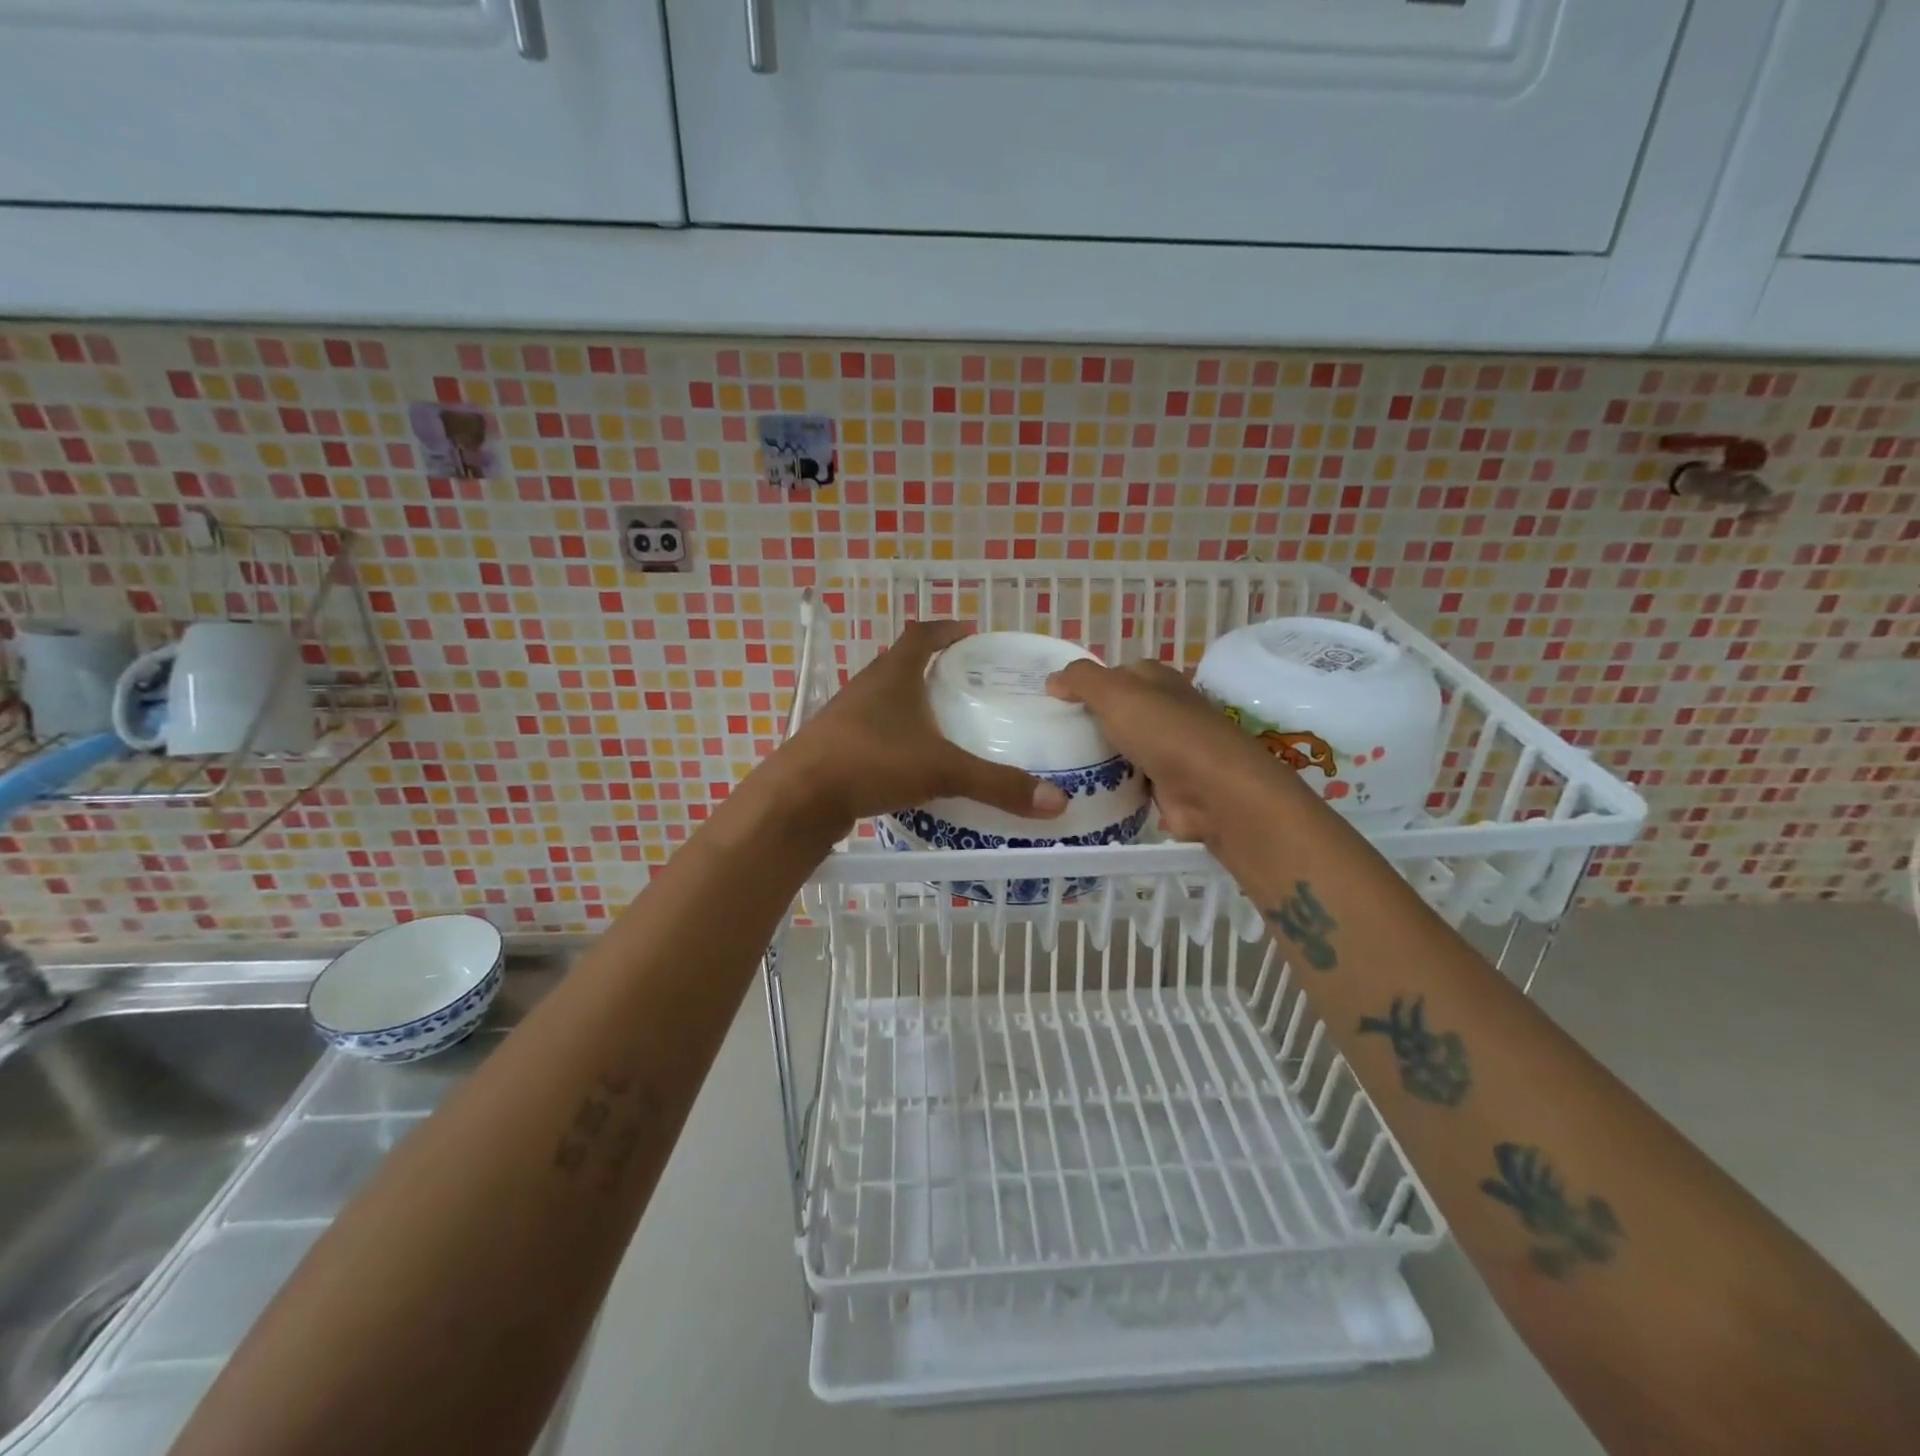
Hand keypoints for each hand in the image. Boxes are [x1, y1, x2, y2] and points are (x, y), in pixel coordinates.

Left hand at [778, 621, 1069, 831]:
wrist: (799, 798)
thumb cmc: (870, 763)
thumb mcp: (941, 771)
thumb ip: (997, 785)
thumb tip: (1056, 802)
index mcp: (893, 675)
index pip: (922, 634)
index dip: (947, 629)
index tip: (971, 631)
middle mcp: (867, 687)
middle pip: (902, 663)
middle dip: (934, 667)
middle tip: (968, 681)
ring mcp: (847, 716)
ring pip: (886, 698)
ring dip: (913, 702)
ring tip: (945, 720)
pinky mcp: (836, 746)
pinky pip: (874, 730)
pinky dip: (897, 735)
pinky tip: (912, 760)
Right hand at [1046, 658, 1288, 843]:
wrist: (1211, 791)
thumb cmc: (1164, 732)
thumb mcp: (1115, 693)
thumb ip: (1082, 680)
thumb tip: (1053, 680)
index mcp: (1159, 680)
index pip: (1119, 673)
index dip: (1089, 683)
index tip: (1056, 701)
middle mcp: (1167, 711)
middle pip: (1120, 712)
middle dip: (1090, 722)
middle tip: (1051, 737)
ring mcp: (1170, 750)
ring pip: (1124, 748)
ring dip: (1099, 757)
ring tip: (1057, 766)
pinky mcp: (1168, 786)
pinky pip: (1131, 782)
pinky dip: (1112, 786)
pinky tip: (1084, 791)